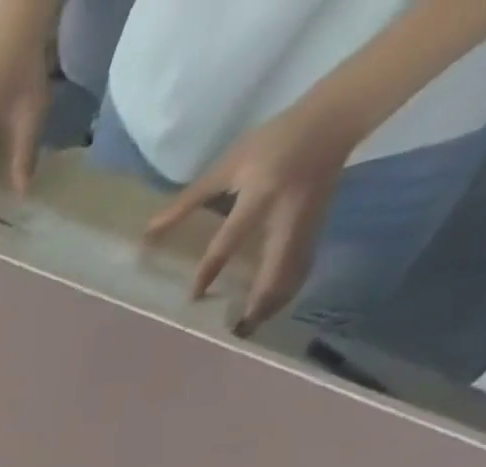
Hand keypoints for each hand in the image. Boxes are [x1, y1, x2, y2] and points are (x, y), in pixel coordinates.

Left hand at [143, 101, 359, 331]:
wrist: (336, 116)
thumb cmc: (275, 139)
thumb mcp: (228, 164)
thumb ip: (187, 201)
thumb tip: (149, 231)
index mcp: (262, 195)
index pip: (230, 240)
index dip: (210, 270)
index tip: (194, 297)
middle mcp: (287, 215)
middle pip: (276, 268)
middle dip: (258, 302)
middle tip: (237, 331)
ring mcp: (307, 222)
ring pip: (293, 272)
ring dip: (274, 302)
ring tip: (251, 328)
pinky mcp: (318, 226)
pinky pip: (303, 265)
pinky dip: (288, 289)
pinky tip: (271, 308)